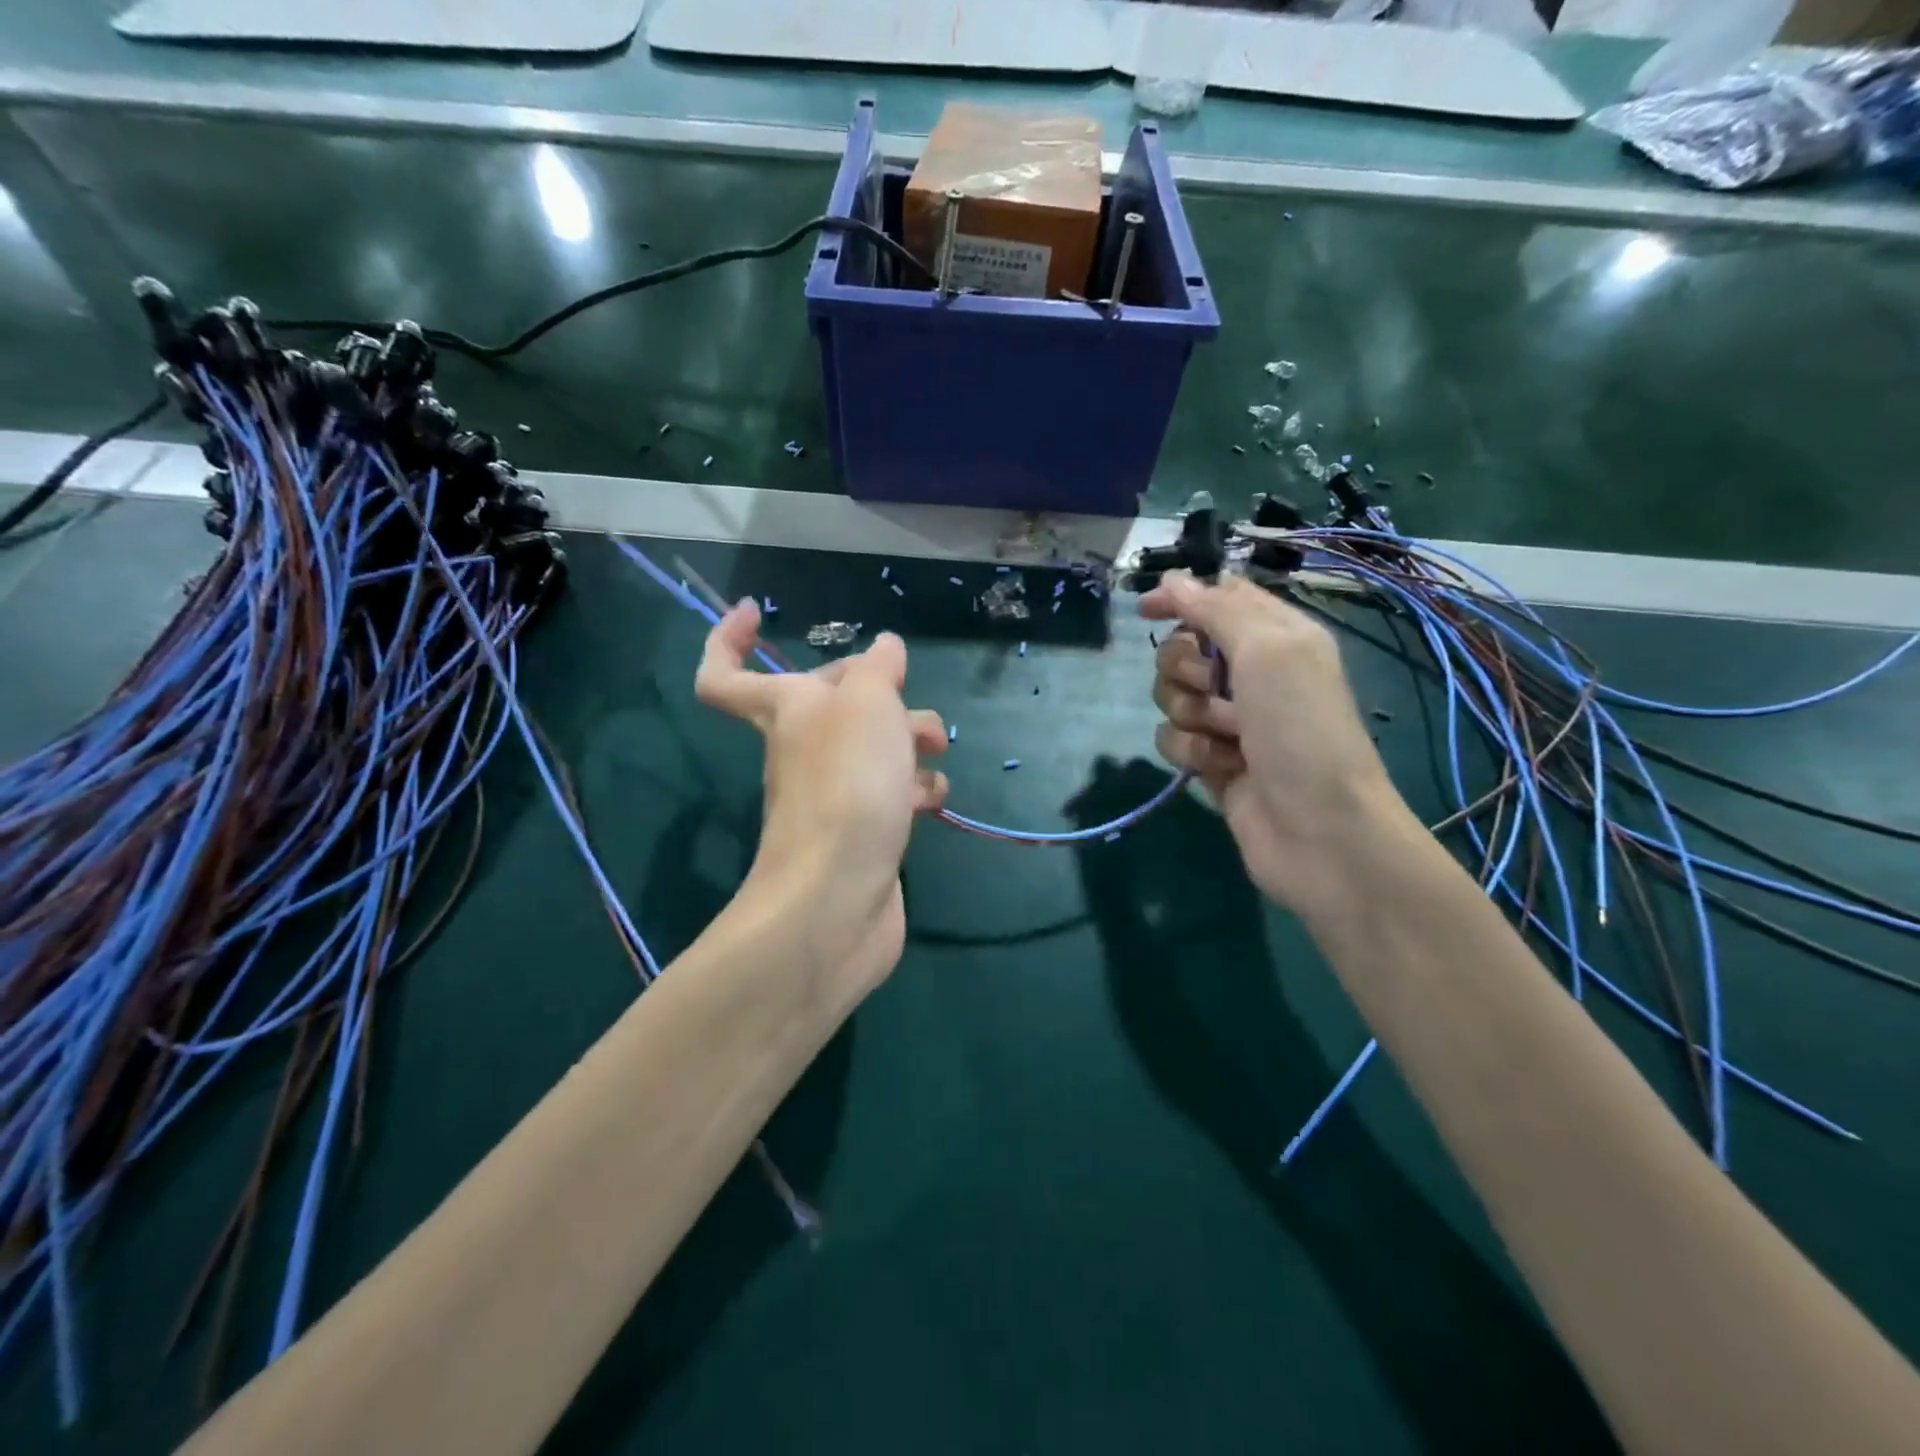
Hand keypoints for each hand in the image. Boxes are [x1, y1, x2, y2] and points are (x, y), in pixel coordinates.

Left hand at [695, 600, 948, 1004]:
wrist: (839, 898)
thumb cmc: (847, 785)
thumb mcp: (869, 705)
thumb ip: (878, 669)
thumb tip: (884, 649)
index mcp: (786, 711)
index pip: (726, 674)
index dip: (729, 638)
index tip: (759, 611)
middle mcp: (803, 749)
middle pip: (833, 703)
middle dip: (876, 692)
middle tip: (908, 698)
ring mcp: (833, 794)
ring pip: (871, 748)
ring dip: (908, 741)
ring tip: (934, 751)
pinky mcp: (864, 832)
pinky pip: (890, 795)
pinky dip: (913, 790)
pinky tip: (934, 800)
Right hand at [1140, 572, 1410, 916]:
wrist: (1319, 831)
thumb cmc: (1301, 730)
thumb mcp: (1267, 651)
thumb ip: (1216, 610)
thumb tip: (1173, 579)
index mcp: (1276, 636)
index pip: (1218, 599)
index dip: (1181, 599)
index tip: (1146, 610)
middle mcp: (1252, 675)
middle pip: (1183, 650)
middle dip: (1184, 668)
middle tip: (1213, 687)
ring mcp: (1231, 721)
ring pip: (1171, 696)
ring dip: (1190, 714)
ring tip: (1225, 736)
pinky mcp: (1213, 761)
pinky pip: (1173, 739)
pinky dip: (1191, 752)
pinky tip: (1220, 768)